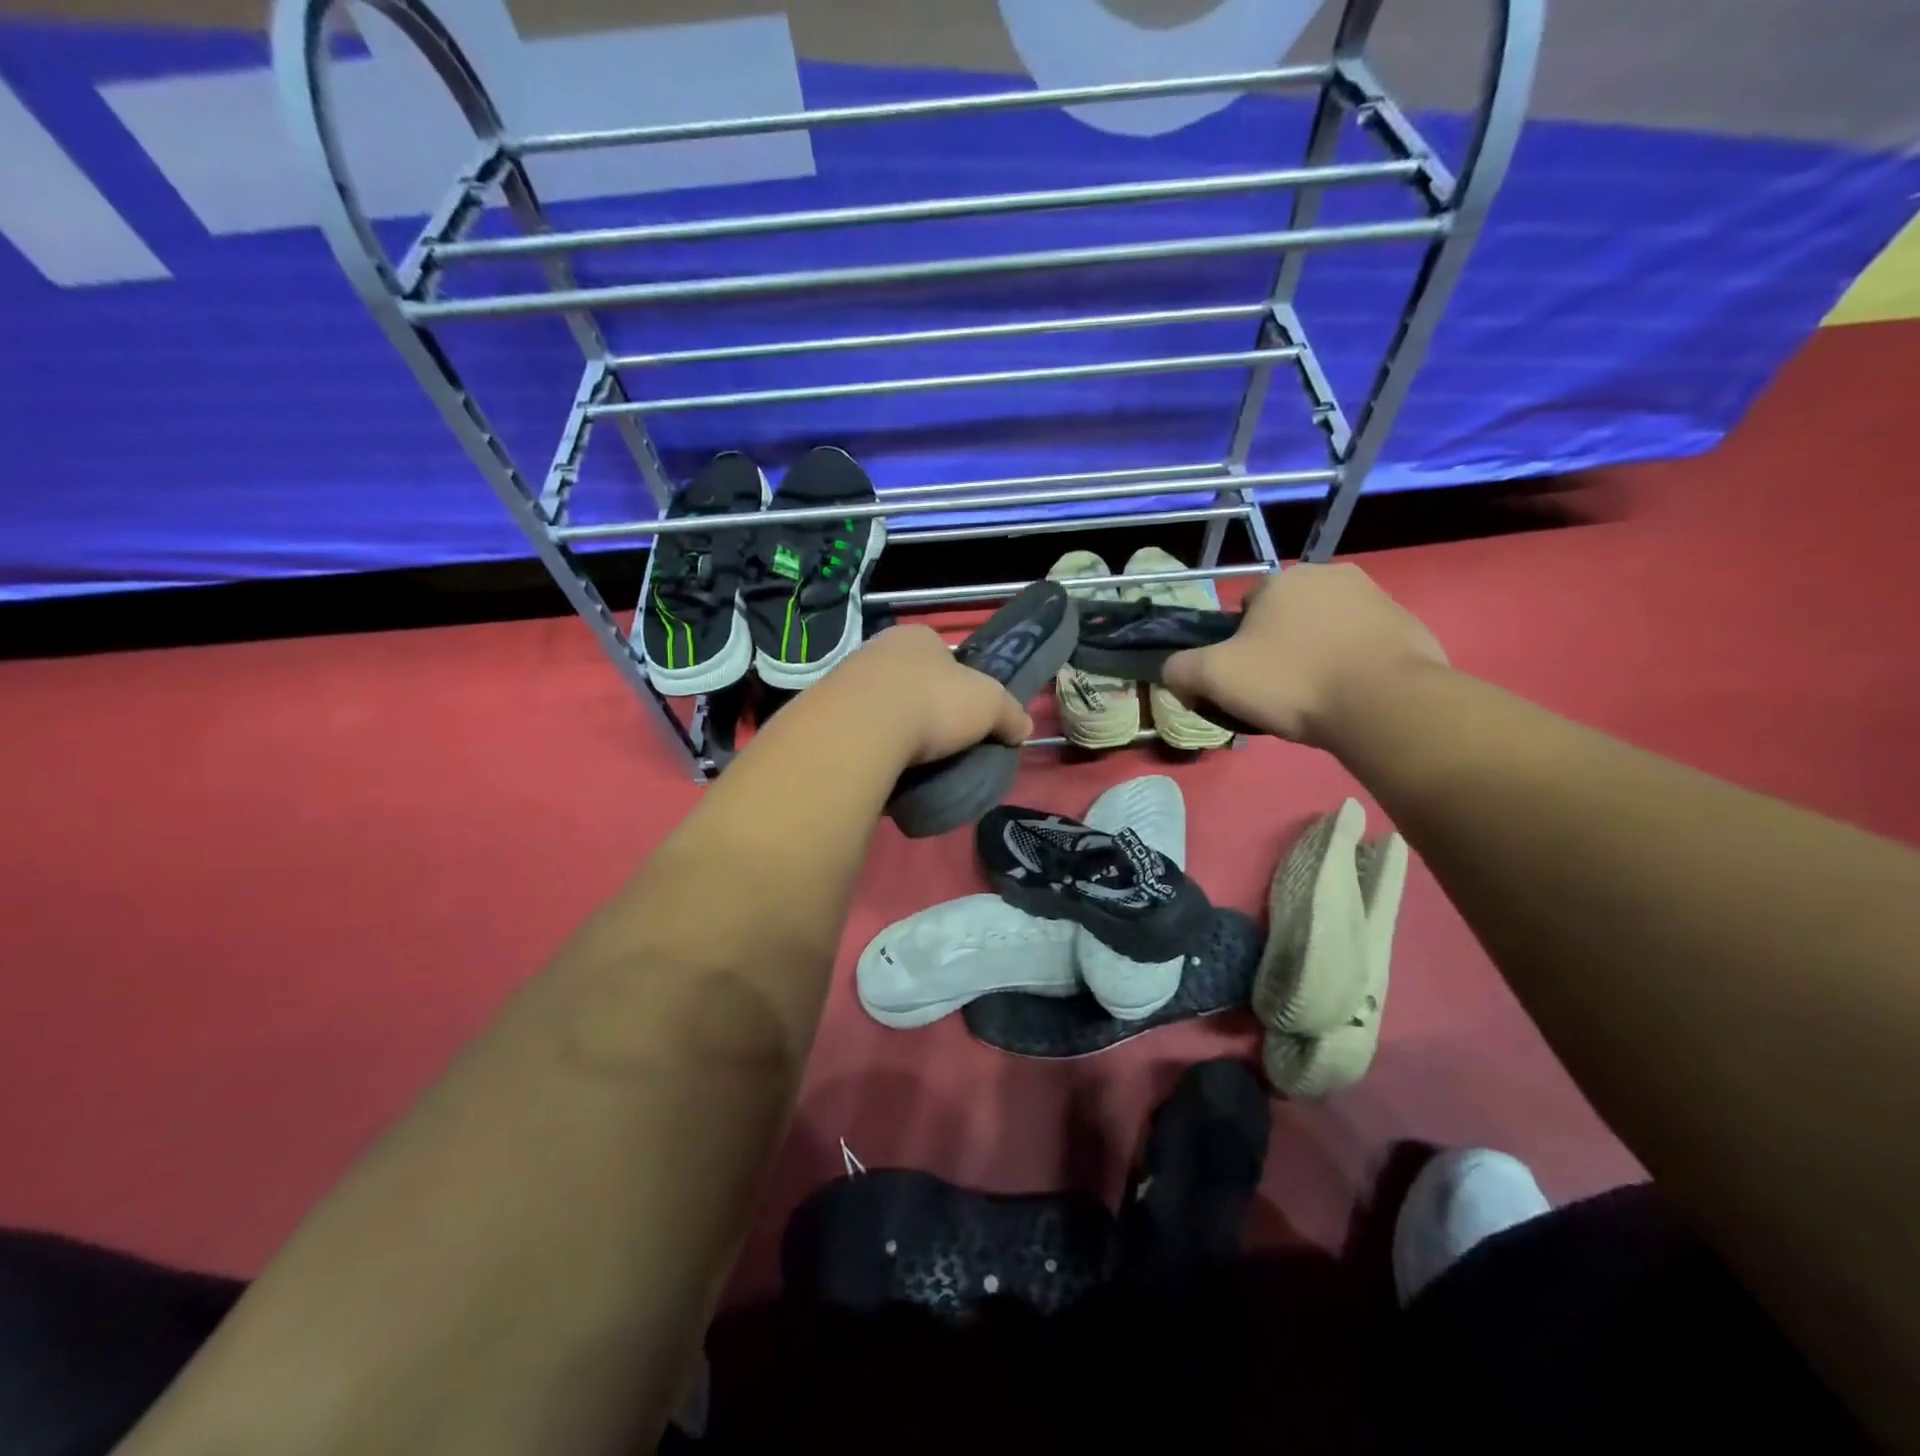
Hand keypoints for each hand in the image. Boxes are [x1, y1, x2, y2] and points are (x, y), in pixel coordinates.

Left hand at [813, 624, 1034, 765]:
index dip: (957, 682)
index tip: (965, 712)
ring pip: (879, 704)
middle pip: (909, 679)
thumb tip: (1023, 729)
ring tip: (911, 759)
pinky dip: (870, 745)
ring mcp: (846, 679)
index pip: (942, 654)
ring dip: (893, 727)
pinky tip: (882, 765)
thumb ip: (1010, 714)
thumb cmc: (933, 701)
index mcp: (917, 636)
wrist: (862, 728)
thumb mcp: (990, 705)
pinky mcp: (825, 713)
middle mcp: (878, 649)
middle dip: (922, 705)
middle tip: (939, 740)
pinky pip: (857, 730)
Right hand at [1162, 564, 1445, 746]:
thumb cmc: (1291, 681)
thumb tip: (1175, 675)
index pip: (1244, 608)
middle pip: (1287, 615)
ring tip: (1316, 697)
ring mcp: (1376, 597)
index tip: (1243, 678)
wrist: (1384, 704)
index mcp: (1282, 580)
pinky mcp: (1409, 626)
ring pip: (1327, 628)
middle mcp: (1330, 575)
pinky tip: (1350, 696)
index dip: (1237, 644)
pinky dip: (1354, 664)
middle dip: (1280, 645)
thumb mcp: (1213, 678)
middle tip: (1277, 690)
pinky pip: (1366, 644)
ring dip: (1317, 653)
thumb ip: (1180, 670)